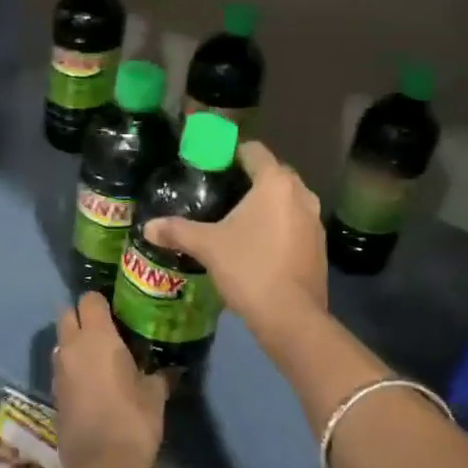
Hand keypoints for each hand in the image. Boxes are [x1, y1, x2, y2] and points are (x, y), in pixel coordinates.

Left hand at [53, 292, 167, 467]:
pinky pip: (62, 367)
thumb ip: (159, 374)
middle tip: (108, 329)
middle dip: (83, 316)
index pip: (89, 299)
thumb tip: (170, 369)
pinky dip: (74, 367)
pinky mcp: (55, 394)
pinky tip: (94, 381)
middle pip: (67, 314)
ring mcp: (59, 371)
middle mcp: (72, 347)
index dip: (103, 301)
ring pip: (62, 342)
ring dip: (76, 342)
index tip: (120, 311)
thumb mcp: (155, 394)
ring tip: (102, 355)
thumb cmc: (133, 421)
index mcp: (97, 337)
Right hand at [145, 140, 326, 328]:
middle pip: (273, 173)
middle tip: (221, 192)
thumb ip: (177, 231)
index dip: (231, 152)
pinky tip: (259, 243)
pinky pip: (296, 222)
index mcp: (276, 183)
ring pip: (287, 199)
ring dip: (267, 204)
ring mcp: (315, 220)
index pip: (254, 150)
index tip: (211, 165)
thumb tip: (148, 227)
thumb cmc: (249, 268)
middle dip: (249, 178)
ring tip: (238, 218)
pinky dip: (279, 224)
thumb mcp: (208, 247)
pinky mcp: (319, 245)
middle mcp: (301, 194)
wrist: (291, 317)